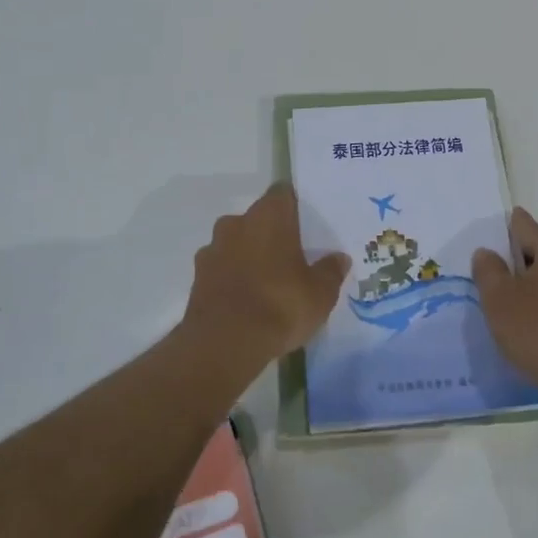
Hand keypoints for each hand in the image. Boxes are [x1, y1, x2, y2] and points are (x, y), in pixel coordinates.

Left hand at [181, 184, 349, 368]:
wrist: (224, 344)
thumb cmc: (280, 305)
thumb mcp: (320, 293)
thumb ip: (331, 271)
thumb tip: (339, 258)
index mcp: (269, 216)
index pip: (284, 193)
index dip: (296, 206)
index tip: (308, 224)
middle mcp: (236, 223)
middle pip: (259, 219)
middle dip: (273, 234)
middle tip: (293, 257)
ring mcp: (213, 249)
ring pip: (237, 243)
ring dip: (250, 256)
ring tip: (269, 282)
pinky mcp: (198, 277)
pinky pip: (222, 268)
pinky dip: (233, 278)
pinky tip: (248, 300)